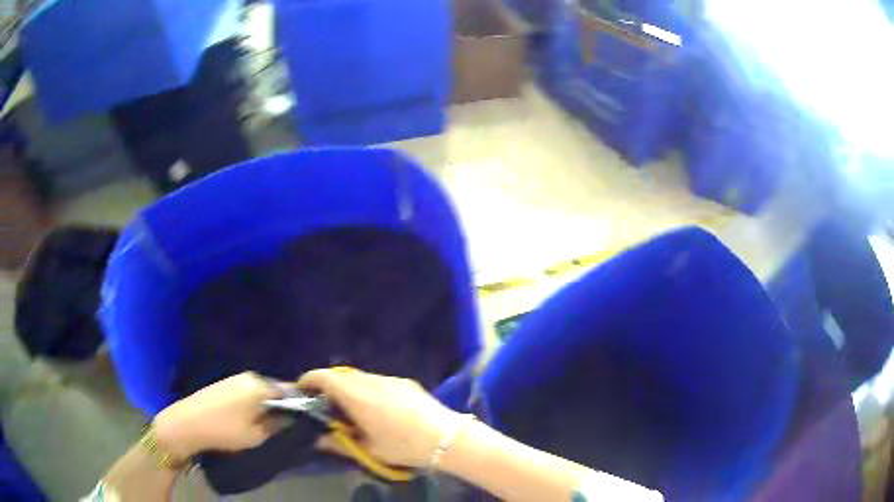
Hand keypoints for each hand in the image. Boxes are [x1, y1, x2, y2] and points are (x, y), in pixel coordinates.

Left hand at [152, 372, 286, 460]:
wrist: (188, 423)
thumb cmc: (225, 431)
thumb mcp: (256, 435)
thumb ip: (277, 424)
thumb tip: (291, 417)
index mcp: (260, 386)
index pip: (289, 391)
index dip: (297, 404)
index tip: (302, 418)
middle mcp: (250, 377)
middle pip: (274, 388)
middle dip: (281, 403)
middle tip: (285, 422)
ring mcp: (235, 378)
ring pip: (260, 389)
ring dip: (266, 402)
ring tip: (267, 421)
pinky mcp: (224, 383)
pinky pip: (248, 390)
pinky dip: (253, 401)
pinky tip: (249, 415)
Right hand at [297, 368, 461, 467]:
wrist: (446, 437)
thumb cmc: (403, 446)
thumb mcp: (368, 449)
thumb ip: (338, 443)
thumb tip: (317, 439)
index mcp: (357, 396)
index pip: (324, 377)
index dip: (309, 379)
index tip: (301, 389)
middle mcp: (371, 381)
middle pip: (341, 375)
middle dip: (328, 385)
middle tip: (324, 404)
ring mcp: (390, 379)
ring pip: (360, 378)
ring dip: (349, 387)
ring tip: (350, 408)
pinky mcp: (405, 382)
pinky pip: (378, 381)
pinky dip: (367, 389)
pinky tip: (376, 408)